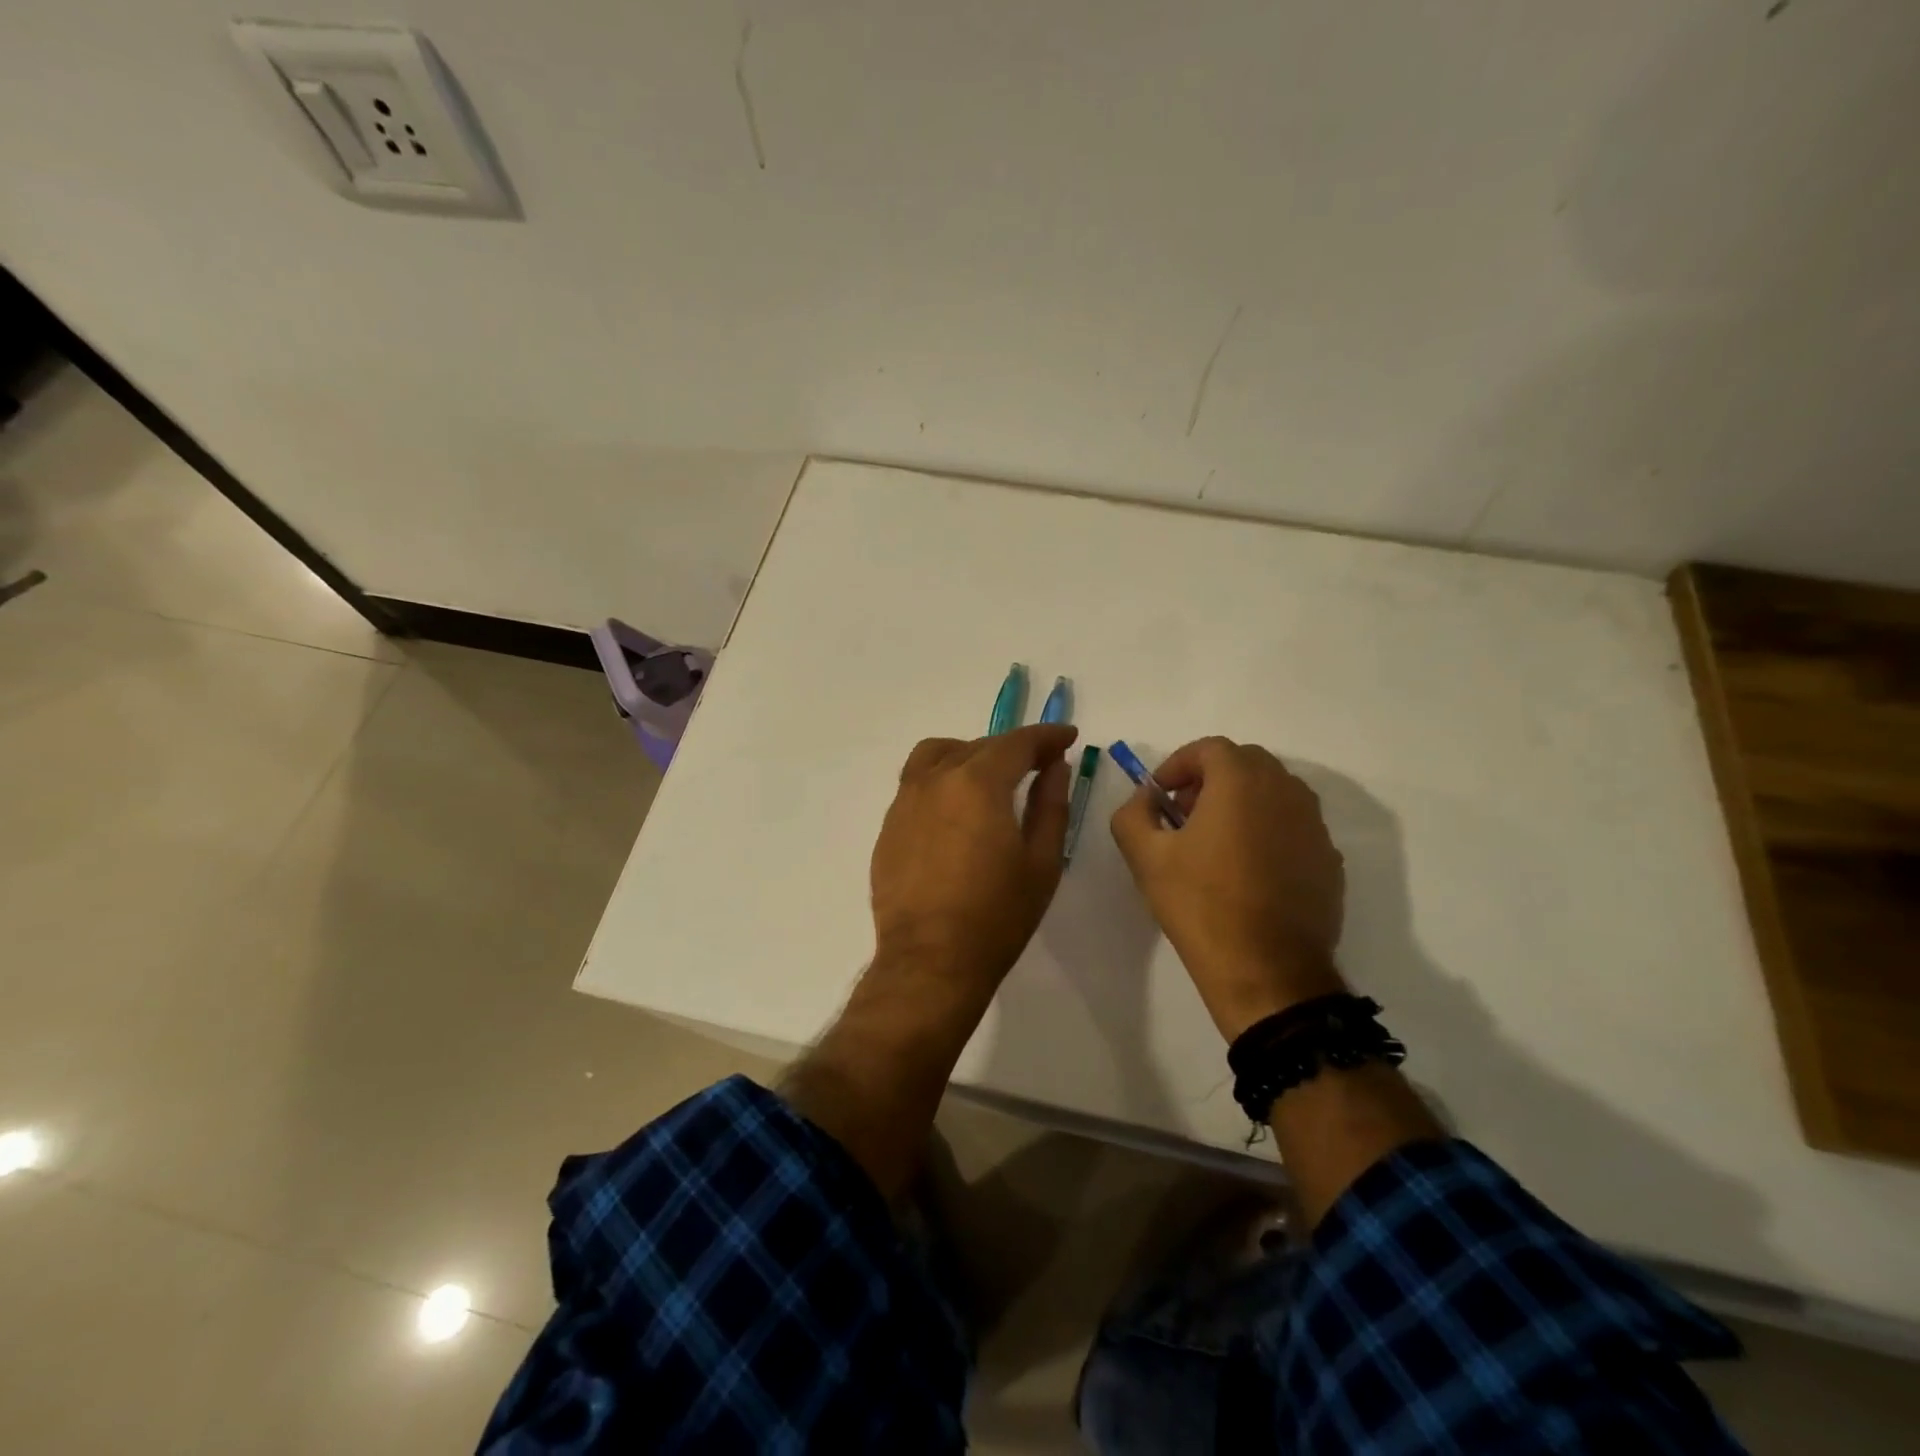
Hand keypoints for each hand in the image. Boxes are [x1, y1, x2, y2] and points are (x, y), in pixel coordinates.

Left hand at [869, 724, 1078, 993]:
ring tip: (990, 779)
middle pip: (977, 746)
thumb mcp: (1041, 861)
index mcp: (977, 783)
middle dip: (1012, 749)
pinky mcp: (889, 827)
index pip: (1016, 743)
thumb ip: (1050, 805)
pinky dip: (942, 781)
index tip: (1067, 738)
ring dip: (969, 756)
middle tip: (1038, 765)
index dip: (1046, 736)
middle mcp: (935, 780)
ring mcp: (904, 802)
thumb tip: (1055, 767)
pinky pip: (917, 784)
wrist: (930, 961)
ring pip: (937, 756)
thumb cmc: (996, 916)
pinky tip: (957, 813)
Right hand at [1111, 737, 1345, 1039]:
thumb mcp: (1145, 856)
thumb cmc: (1200, 905)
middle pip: (1245, 763)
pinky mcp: (1329, 859)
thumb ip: (1133, 813)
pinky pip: (1293, 825)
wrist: (1267, 970)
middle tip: (1184, 813)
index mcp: (1241, 782)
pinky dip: (1267, 829)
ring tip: (1215, 841)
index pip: (1210, 749)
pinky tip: (1247, 869)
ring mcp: (1314, 825)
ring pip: (1274, 791)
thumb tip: (1146, 798)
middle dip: (1210, 779)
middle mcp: (1286, 791)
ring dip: (1241, 801)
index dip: (1178, 764)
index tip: (1160, 795)